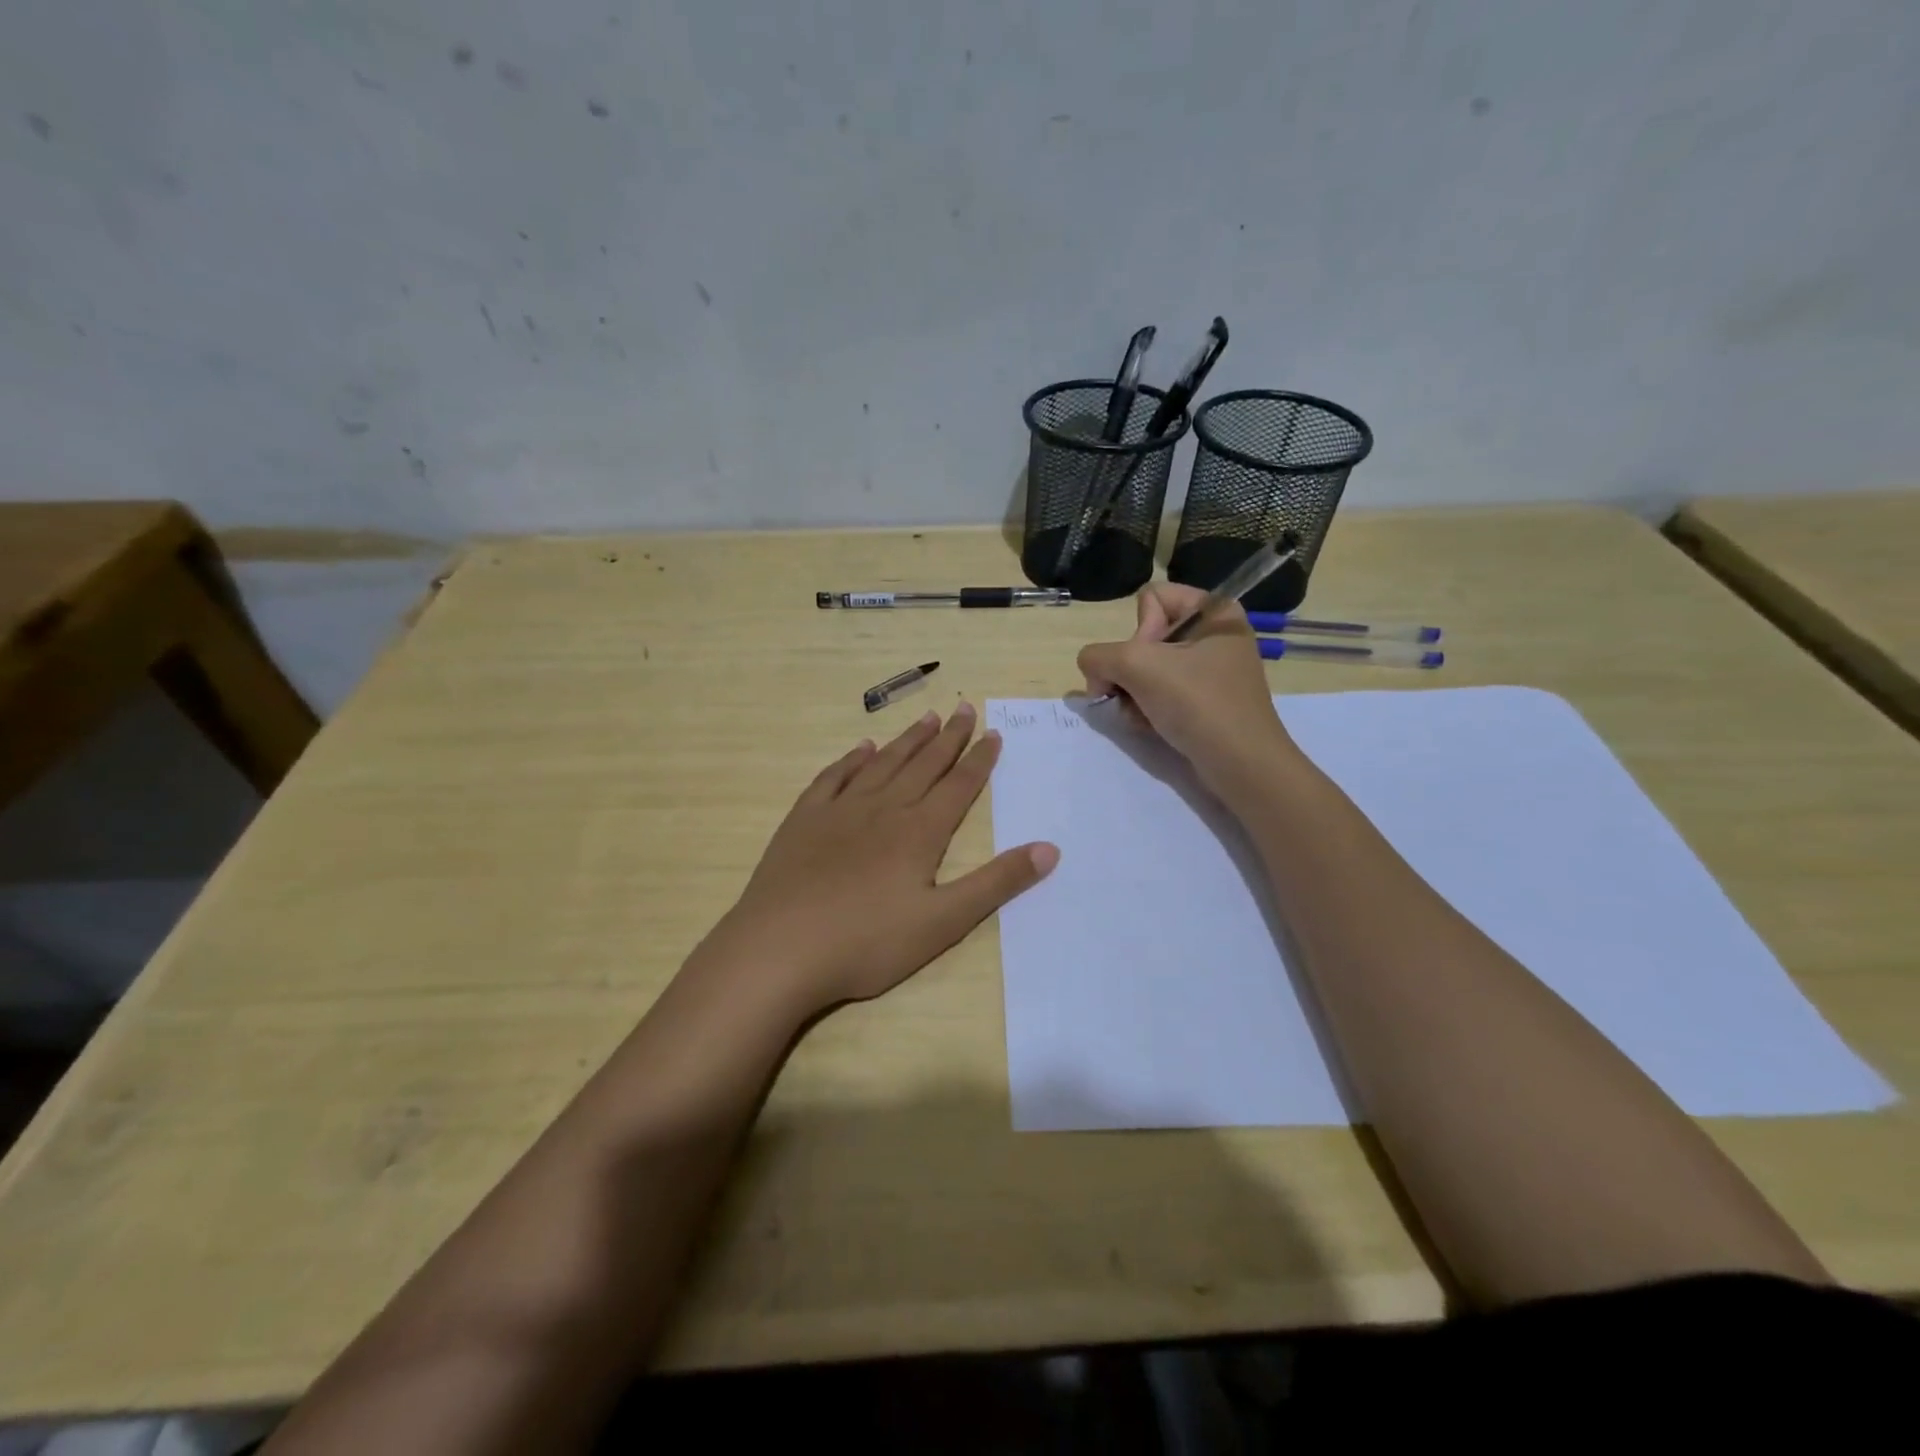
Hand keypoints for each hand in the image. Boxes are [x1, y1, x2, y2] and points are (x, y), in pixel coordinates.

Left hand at [699, 703, 1057, 1016]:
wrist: (779, 950)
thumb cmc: (867, 943)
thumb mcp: (944, 922)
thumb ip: (997, 883)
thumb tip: (1049, 848)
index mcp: (919, 833)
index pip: (959, 786)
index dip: (979, 760)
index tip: (993, 733)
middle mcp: (883, 809)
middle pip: (923, 765)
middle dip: (949, 738)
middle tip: (965, 709)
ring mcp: (839, 811)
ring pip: (882, 764)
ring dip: (907, 741)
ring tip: (927, 718)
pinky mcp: (804, 821)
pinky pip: (833, 778)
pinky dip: (852, 760)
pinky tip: (862, 749)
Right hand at [1077, 583, 1295, 790]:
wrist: (1241, 765)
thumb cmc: (1198, 704)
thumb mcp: (1137, 666)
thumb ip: (1098, 656)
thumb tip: (1093, 670)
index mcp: (1214, 610)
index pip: (1150, 599)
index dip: (1139, 631)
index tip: (1150, 663)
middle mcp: (1214, 634)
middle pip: (1145, 637)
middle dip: (1130, 669)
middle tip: (1136, 694)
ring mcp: (1211, 670)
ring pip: (1147, 668)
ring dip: (1133, 693)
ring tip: (1141, 715)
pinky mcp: (1205, 701)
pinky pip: (1161, 692)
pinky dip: (1147, 708)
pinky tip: (1149, 726)